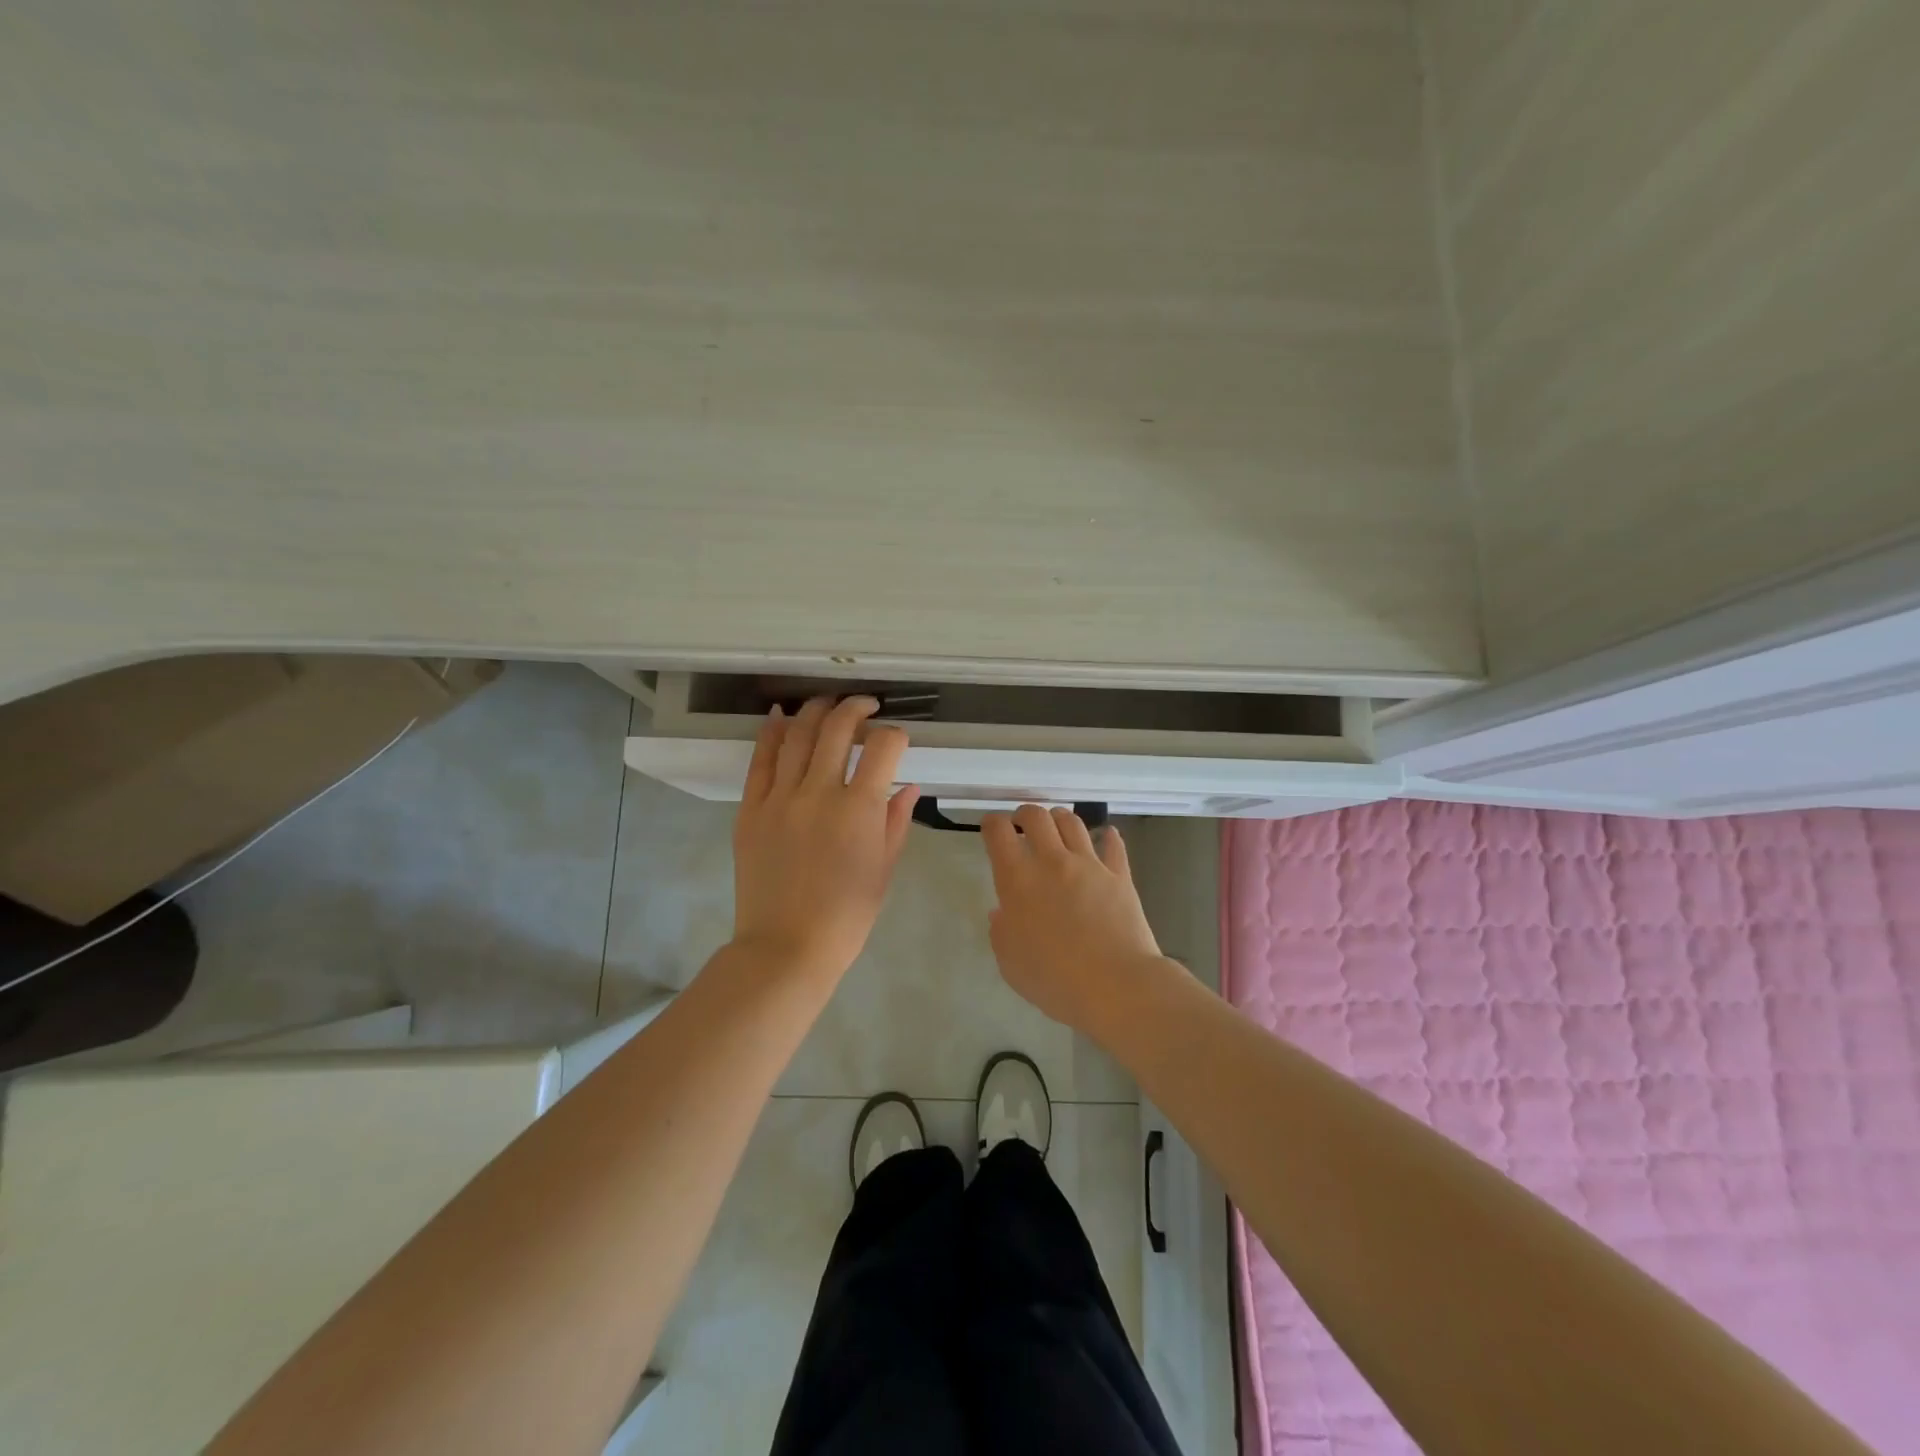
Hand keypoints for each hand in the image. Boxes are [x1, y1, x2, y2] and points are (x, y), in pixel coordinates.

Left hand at [730, 696, 919, 978]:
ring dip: (816, 711)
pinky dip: (772, 733)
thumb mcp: (884, 869)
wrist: (786, 946)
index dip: (896, 735)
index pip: (884, 747)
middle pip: (838, 727)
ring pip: (798, 734)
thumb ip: (896, 821)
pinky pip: (761, 760)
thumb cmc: (846, 916)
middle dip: (856, 708)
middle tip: (865, 706)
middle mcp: (819, 792)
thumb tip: (908, 785)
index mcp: (859, 810)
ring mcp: (780, 797)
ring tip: (828, 705)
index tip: (897, 740)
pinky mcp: (751, 808)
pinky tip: (781, 717)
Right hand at [981, 805, 1164, 1035]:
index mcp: (1018, 880)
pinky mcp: (1120, 875)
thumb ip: (1002, 932)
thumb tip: (1003, 913)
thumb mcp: (1010, 963)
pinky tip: (1106, 835)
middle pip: (1036, 816)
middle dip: (1024, 814)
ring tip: (1056, 826)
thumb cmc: (1055, 980)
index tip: (990, 829)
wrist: (1116, 986)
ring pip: (1072, 822)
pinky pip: (1113, 845)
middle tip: (1021, 825)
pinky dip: (1108, 836)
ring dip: (1059, 818)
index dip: (991, 824)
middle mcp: (1052, 862)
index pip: (998, 832)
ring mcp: (1089, 865)